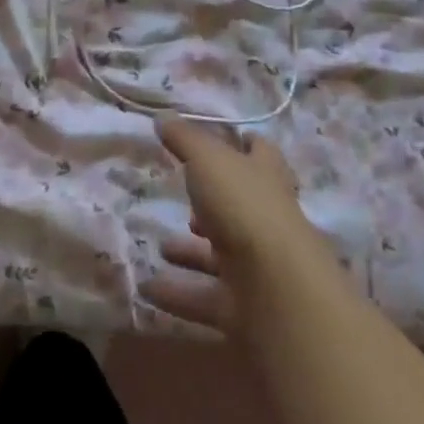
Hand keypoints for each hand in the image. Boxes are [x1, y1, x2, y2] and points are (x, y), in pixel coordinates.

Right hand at [143, 117, 317, 334]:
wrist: (277, 290)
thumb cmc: (244, 207)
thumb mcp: (208, 160)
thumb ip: (184, 139)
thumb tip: (163, 117)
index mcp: (265, 177)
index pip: (261, 153)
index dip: (245, 143)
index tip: (225, 138)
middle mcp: (267, 218)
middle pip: (240, 206)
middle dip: (212, 205)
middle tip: (181, 197)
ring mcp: (259, 266)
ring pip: (221, 254)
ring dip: (192, 252)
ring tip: (160, 247)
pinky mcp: (245, 305)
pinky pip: (205, 296)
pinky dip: (178, 293)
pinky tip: (146, 288)